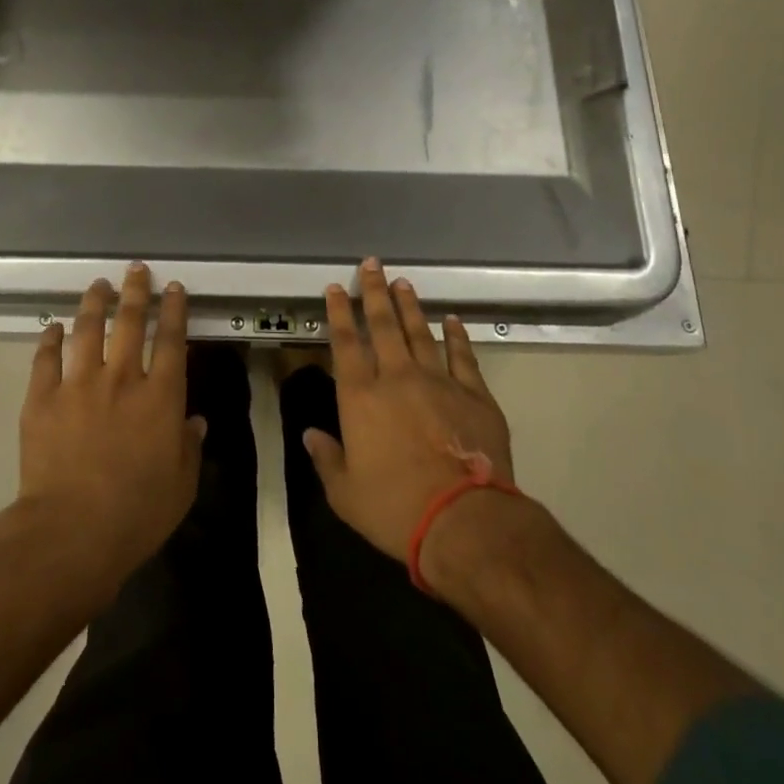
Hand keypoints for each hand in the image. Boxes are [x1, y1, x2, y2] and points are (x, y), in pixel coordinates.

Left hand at [16, 264, 203, 596]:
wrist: (71, 531)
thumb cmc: (137, 512)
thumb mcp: (181, 485)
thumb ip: (190, 447)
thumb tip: (195, 422)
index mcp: (160, 397)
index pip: (172, 340)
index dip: (174, 310)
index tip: (173, 287)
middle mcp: (121, 379)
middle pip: (130, 322)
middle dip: (135, 291)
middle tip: (136, 269)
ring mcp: (78, 385)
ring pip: (87, 330)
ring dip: (94, 303)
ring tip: (99, 285)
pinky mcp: (42, 399)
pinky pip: (46, 359)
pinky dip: (50, 339)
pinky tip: (54, 327)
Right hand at [302, 259, 517, 586]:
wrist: (463, 520)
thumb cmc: (394, 508)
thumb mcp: (345, 493)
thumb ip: (326, 458)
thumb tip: (309, 434)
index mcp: (360, 397)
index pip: (345, 343)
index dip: (339, 313)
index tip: (337, 287)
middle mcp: (397, 378)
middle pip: (383, 326)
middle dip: (375, 292)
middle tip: (373, 264)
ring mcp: (439, 382)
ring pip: (420, 332)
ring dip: (410, 306)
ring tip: (404, 282)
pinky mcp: (474, 395)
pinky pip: (463, 356)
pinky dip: (457, 336)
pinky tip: (453, 320)